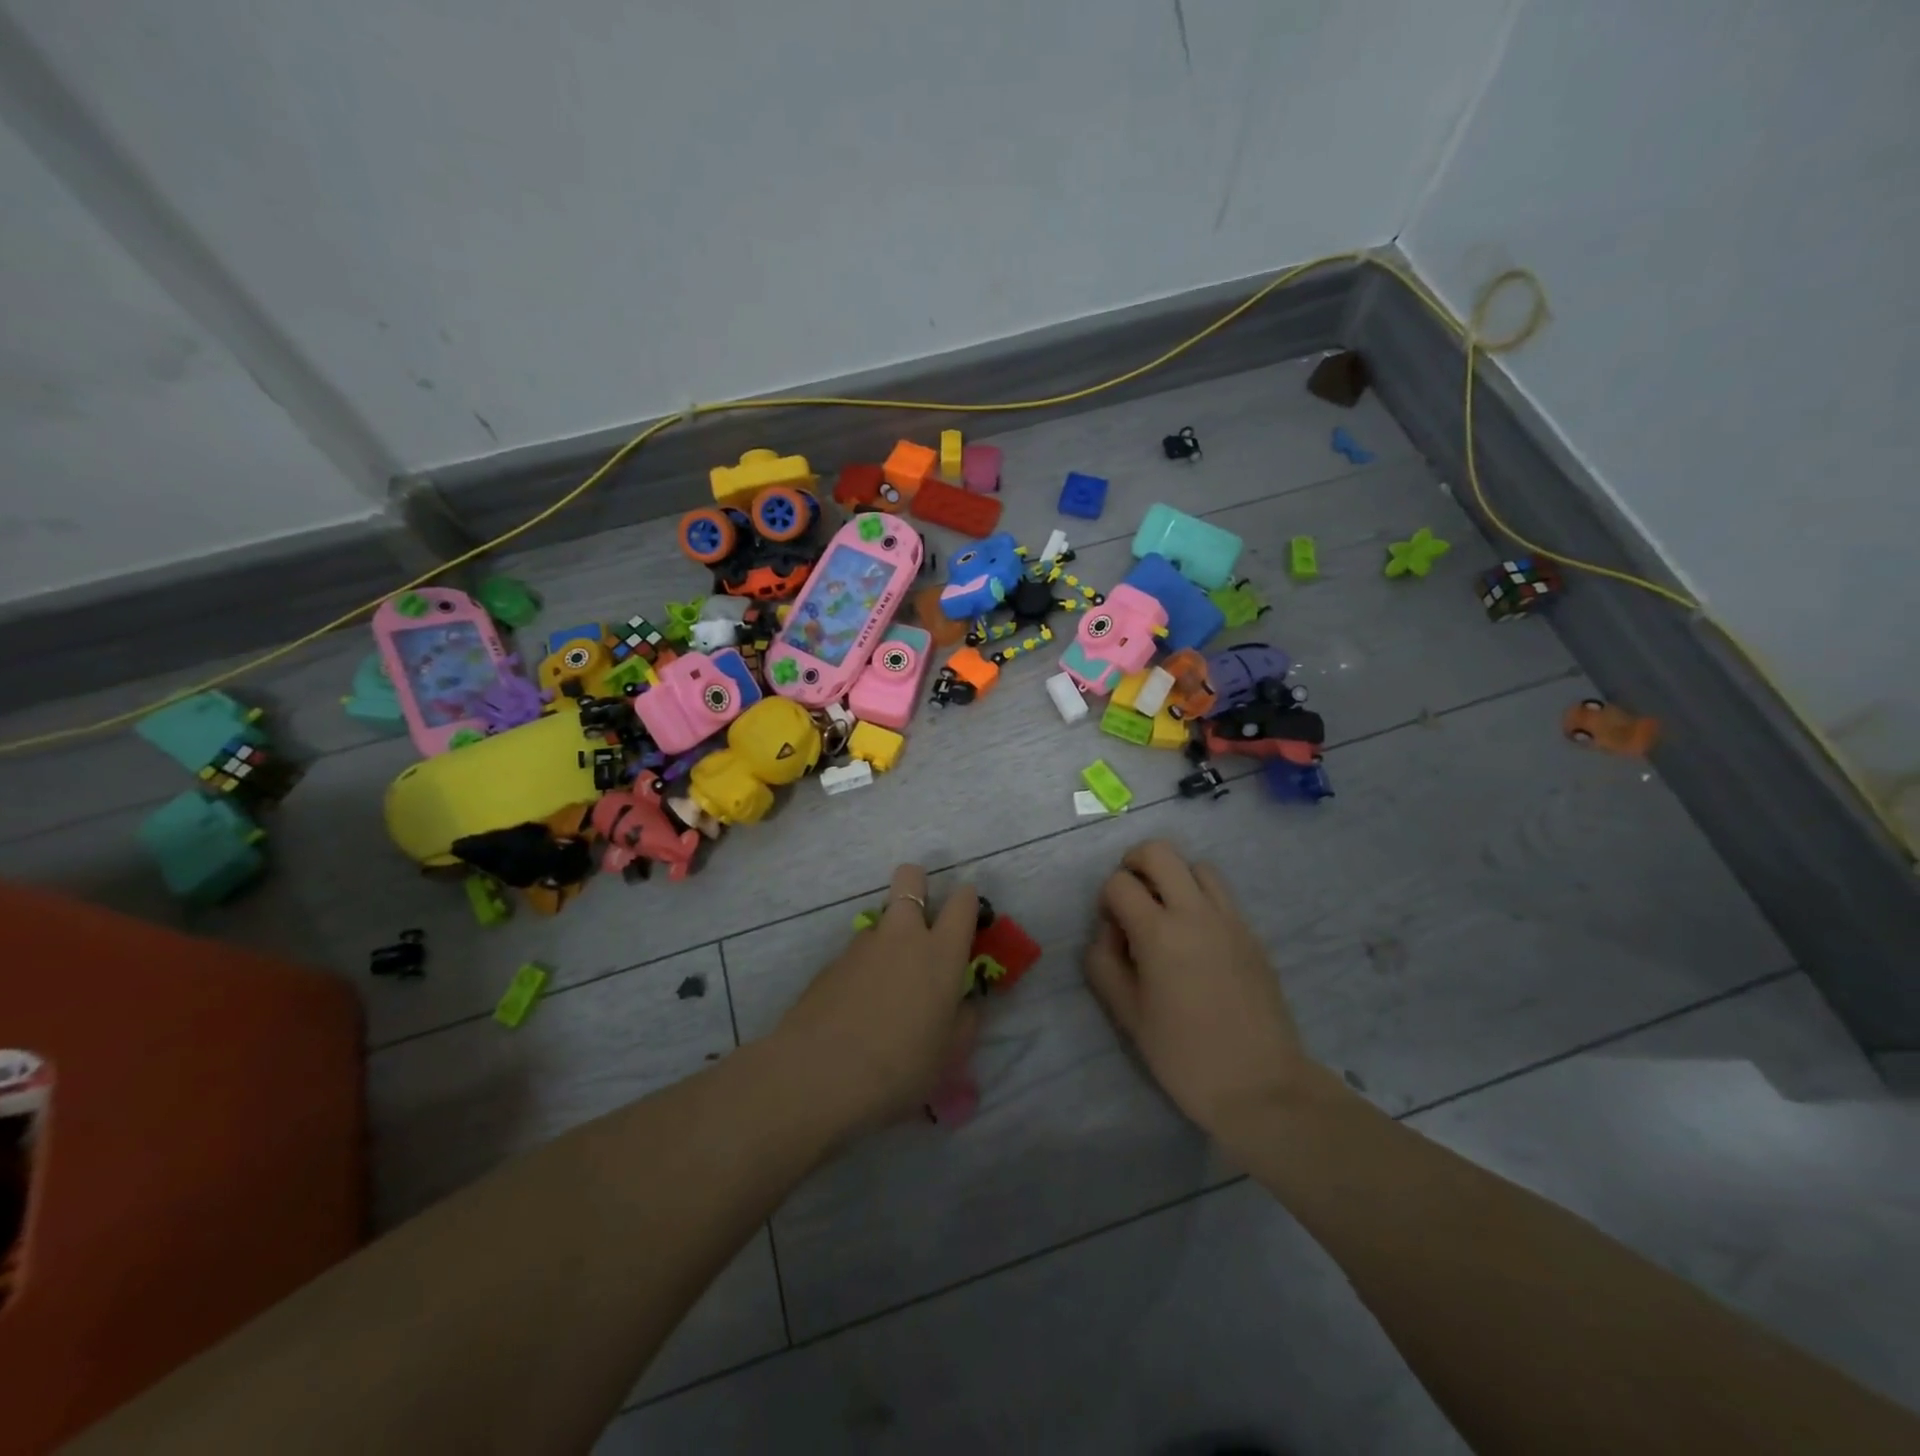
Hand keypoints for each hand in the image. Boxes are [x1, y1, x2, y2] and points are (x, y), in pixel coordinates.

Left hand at [775, 864, 979, 1133]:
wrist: (819, 1074)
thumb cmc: (899, 1066)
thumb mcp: (948, 1054)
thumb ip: (962, 1021)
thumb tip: (963, 1003)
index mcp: (941, 953)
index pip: (963, 902)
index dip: (967, 900)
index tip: (967, 916)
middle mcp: (903, 935)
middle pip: (910, 877)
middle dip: (918, 885)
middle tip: (921, 923)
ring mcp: (862, 944)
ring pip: (881, 920)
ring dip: (888, 939)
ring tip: (885, 988)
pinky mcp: (830, 962)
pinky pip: (856, 953)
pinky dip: (862, 969)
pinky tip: (856, 1008)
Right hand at [1083, 840, 1319, 1139]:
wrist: (1261, 1086)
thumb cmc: (1184, 1056)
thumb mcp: (1127, 1014)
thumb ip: (1103, 963)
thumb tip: (1109, 932)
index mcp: (1159, 932)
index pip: (1119, 882)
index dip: (1106, 899)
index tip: (1111, 930)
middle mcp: (1195, 912)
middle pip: (1160, 851)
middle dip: (1135, 863)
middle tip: (1131, 897)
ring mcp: (1230, 919)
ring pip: (1197, 865)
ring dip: (1174, 878)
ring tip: (1167, 915)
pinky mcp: (1252, 933)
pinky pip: (1222, 895)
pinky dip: (1201, 899)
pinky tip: (1197, 939)